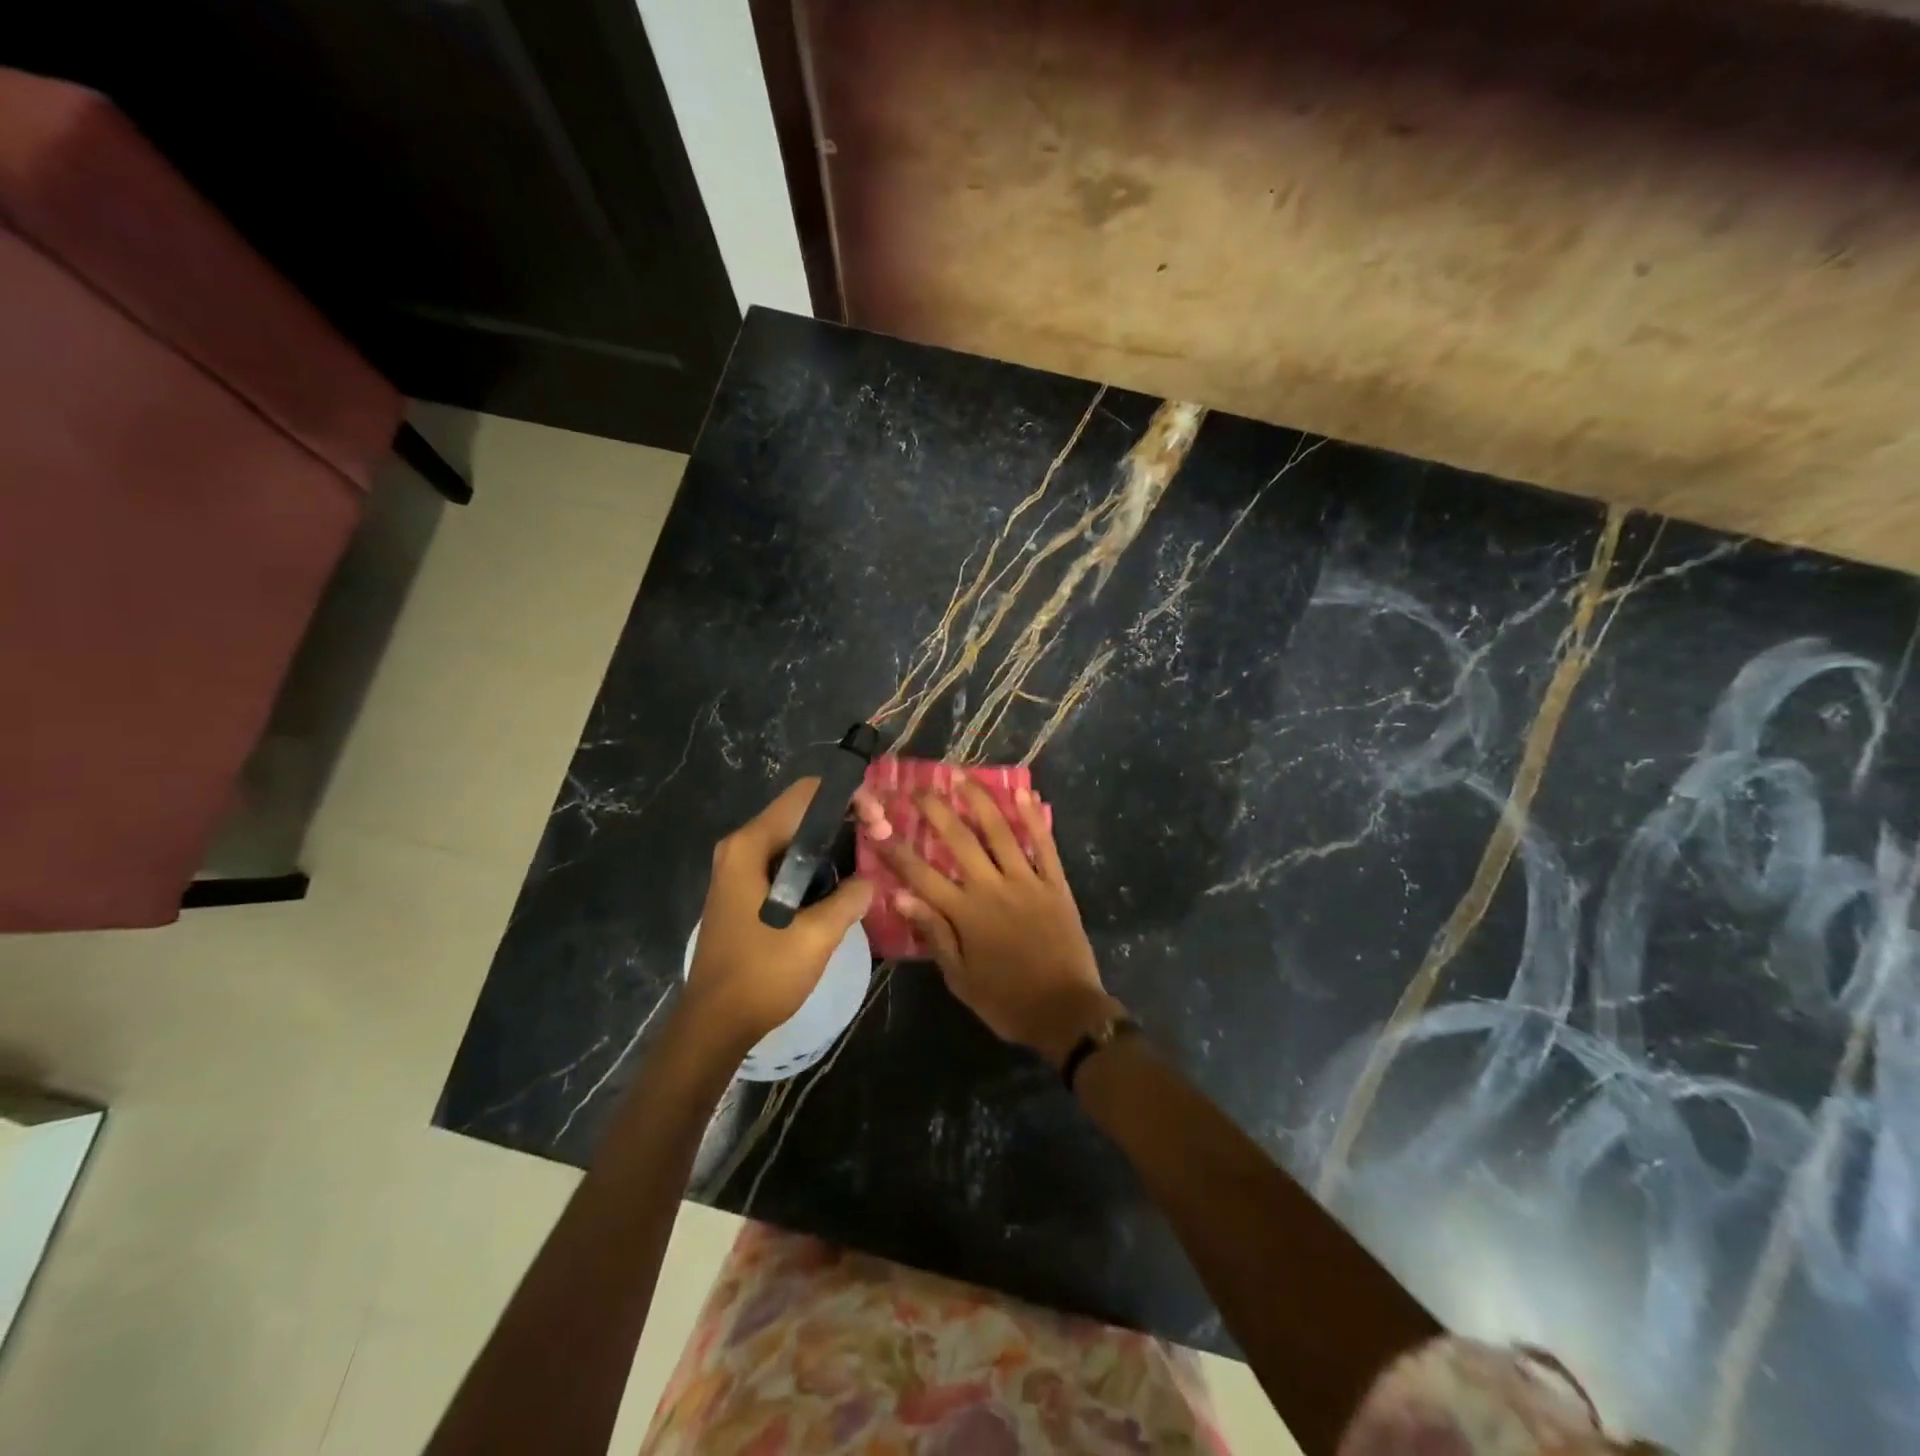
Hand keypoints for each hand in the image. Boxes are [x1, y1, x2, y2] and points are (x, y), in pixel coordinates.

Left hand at [684, 779, 873, 1052]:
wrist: (713, 1024)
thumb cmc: (761, 975)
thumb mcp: (816, 936)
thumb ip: (850, 898)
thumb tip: (870, 880)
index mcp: (751, 846)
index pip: (807, 794)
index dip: (849, 797)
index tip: (880, 823)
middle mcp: (741, 846)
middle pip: (802, 811)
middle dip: (846, 818)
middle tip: (883, 837)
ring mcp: (740, 868)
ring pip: (796, 836)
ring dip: (834, 841)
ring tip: (871, 855)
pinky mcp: (745, 890)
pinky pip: (788, 860)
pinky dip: (817, 862)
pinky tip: (844, 880)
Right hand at [872, 780, 1121, 1066]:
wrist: (1066, 1013)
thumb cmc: (1006, 1001)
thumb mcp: (959, 978)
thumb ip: (933, 933)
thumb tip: (898, 895)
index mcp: (965, 914)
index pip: (921, 874)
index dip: (896, 848)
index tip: (878, 824)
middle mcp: (993, 889)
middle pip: (958, 841)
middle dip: (935, 810)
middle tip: (918, 785)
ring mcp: (1027, 882)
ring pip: (999, 832)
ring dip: (979, 800)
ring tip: (961, 775)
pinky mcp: (1056, 883)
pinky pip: (1044, 844)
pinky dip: (1033, 818)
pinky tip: (1023, 792)